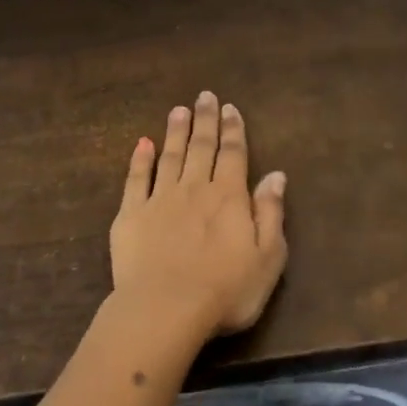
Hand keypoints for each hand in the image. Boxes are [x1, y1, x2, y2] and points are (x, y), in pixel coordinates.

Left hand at [109, 91, 287, 335]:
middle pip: (202, 147)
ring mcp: (160, 199)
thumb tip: (276, 175)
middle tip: (205, 96)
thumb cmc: (225, 291)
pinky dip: (139, 160)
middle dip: (205, 120)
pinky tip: (142, 144)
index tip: (230, 108)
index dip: (233, 130)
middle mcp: (195, 188)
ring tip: (178, 110)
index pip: (233, 154)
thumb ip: (271, 212)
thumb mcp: (267, 258)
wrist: (165, 309)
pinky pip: (135, 179)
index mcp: (229, 197)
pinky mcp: (131, 215)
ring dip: (175, 131)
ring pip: (170, 155)